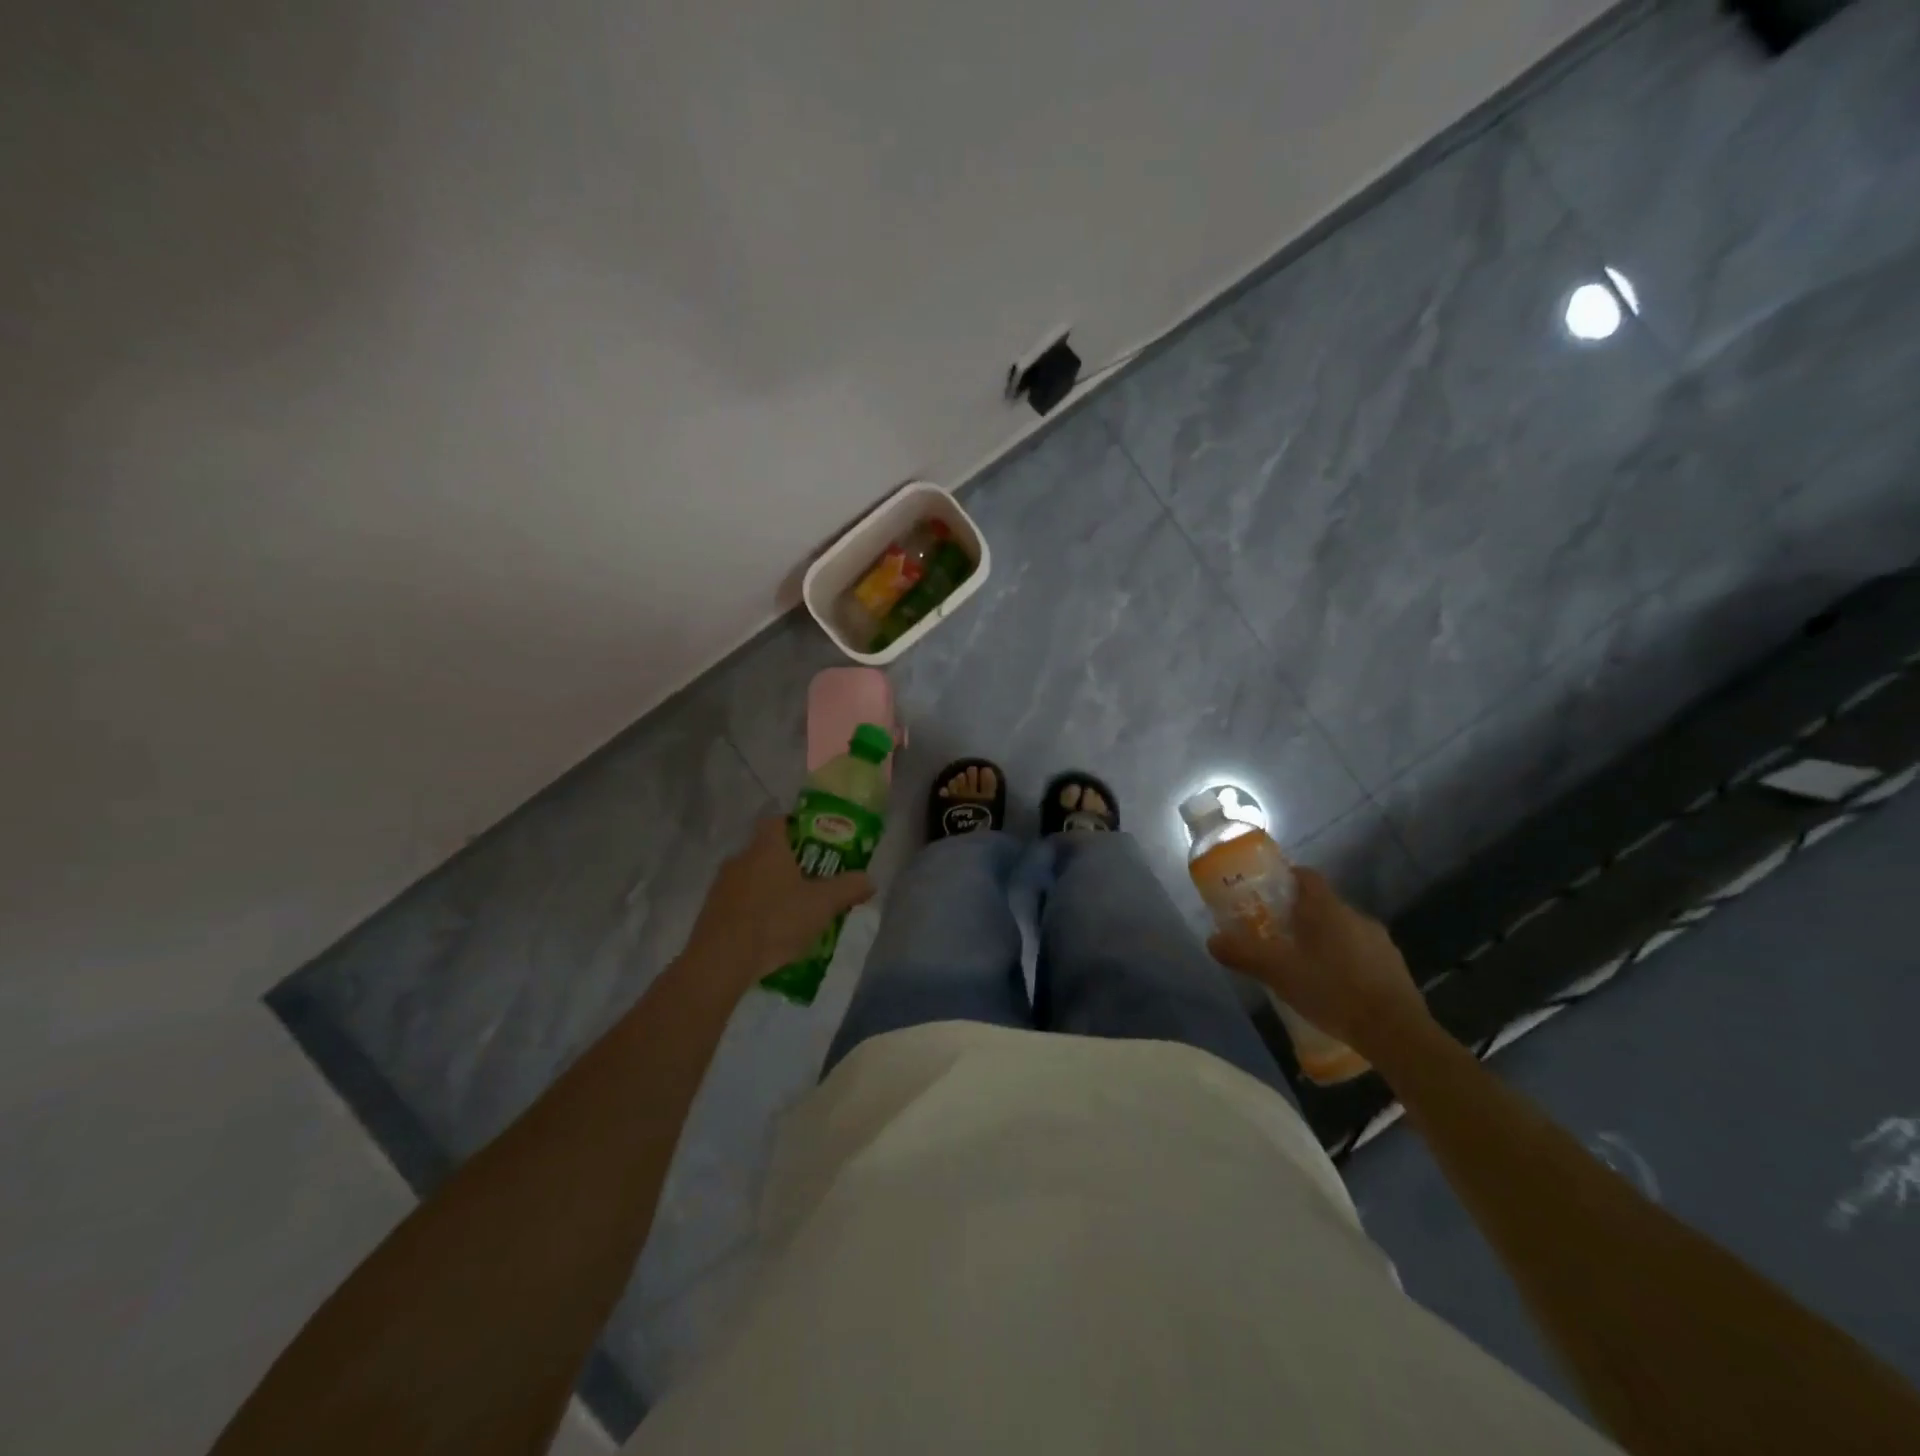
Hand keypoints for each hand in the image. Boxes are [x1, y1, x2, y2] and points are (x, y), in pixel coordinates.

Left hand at [682, 817, 875, 990]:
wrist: (721, 961)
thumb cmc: (776, 920)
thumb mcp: (822, 905)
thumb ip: (848, 888)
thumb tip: (869, 880)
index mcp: (767, 847)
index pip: (779, 821)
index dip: (797, 827)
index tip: (816, 844)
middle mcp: (740, 858)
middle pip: (767, 851)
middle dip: (789, 864)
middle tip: (813, 881)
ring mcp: (722, 886)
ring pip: (752, 878)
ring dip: (771, 889)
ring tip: (794, 912)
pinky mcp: (711, 912)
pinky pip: (739, 902)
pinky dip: (755, 911)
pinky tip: (770, 933)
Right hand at [1207, 867, 1430, 1058]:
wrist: (1396, 1032)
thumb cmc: (1332, 990)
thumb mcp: (1278, 973)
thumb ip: (1244, 954)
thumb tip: (1212, 940)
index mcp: (1327, 909)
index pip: (1307, 876)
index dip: (1287, 878)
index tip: (1269, 892)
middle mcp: (1355, 916)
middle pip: (1323, 905)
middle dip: (1300, 916)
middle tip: (1277, 935)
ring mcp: (1379, 941)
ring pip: (1343, 930)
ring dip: (1324, 940)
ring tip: (1304, 965)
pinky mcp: (1394, 967)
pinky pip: (1361, 953)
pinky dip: (1345, 961)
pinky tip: (1334, 987)